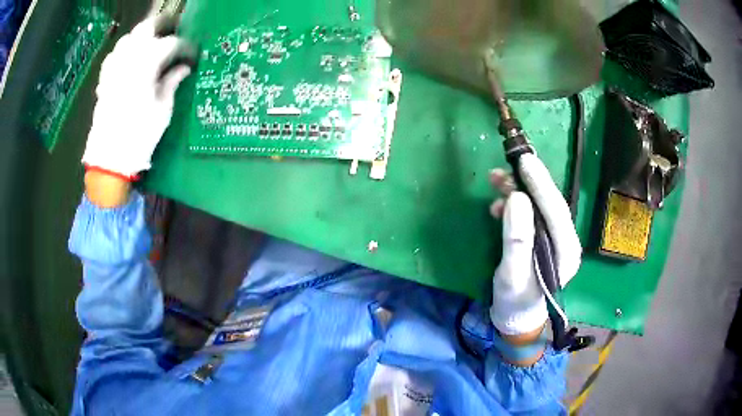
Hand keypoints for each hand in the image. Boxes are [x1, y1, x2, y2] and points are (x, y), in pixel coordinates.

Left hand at [82, 16, 192, 178]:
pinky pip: (115, 54)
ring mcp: (114, 66)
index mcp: (147, 64)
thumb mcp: (163, 109)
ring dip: (143, 36)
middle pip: (148, 27)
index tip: (193, 56)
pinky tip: (130, 58)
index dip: (186, 47)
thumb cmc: (139, 135)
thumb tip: (184, 68)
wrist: (109, 158)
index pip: (172, 43)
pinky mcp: (105, 78)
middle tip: (175, 31)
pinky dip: (125, 50)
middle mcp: (129, 57)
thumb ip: (173, 82)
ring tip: (152, 43)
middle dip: (163, 25)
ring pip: (129, 37)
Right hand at [489, 154, 581, 338]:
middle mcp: (566, 240)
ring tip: (495, 179)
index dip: (541, 184)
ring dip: (518, 189)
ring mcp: (555, 237)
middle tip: (508, 162)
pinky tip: (498, 204)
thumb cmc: (515, 300)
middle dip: (529, 181)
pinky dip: (514, 203)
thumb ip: (517, 239)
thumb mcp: (512, 275)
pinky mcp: (542, 236)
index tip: (525, 161)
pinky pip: (531, 212)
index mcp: (567, 251)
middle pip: (550, 202)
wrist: (515, 315)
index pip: (556, 210)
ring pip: (540, 204)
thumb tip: (517, 198)